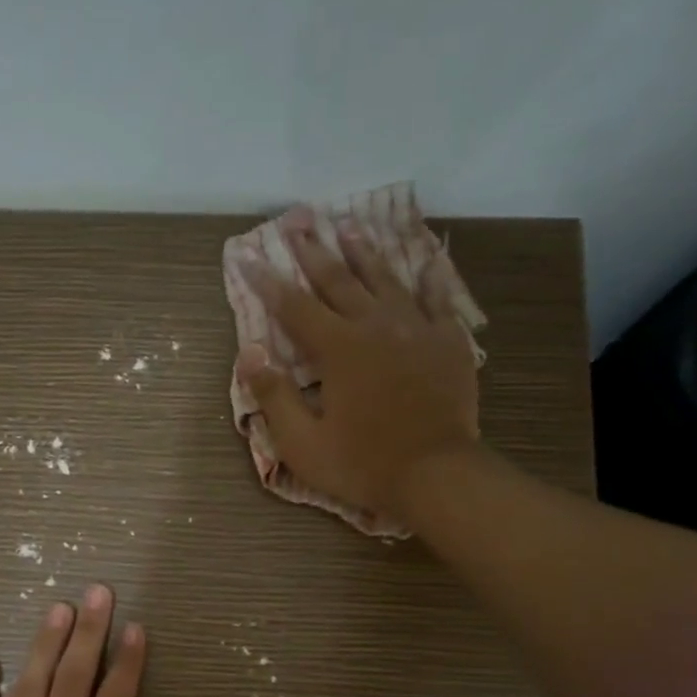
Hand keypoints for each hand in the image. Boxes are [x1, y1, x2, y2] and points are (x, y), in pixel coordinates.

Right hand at [236, 215, 481, 522]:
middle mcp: (375, 325)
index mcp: (338, 349)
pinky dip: (427, 275)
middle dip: (313, 251)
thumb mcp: (303, 443)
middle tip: (297, 221)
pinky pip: (435, 297)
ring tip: (347, 227)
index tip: (248, 258)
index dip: (268, 282)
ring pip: (385, 279)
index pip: (293, 307)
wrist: (437, 475)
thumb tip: (249, 352)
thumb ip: (274, 396)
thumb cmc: (362, 464)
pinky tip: (424, 258)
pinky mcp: (447, 341)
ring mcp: (416, 328)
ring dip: (363, 252)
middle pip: (339, 279)